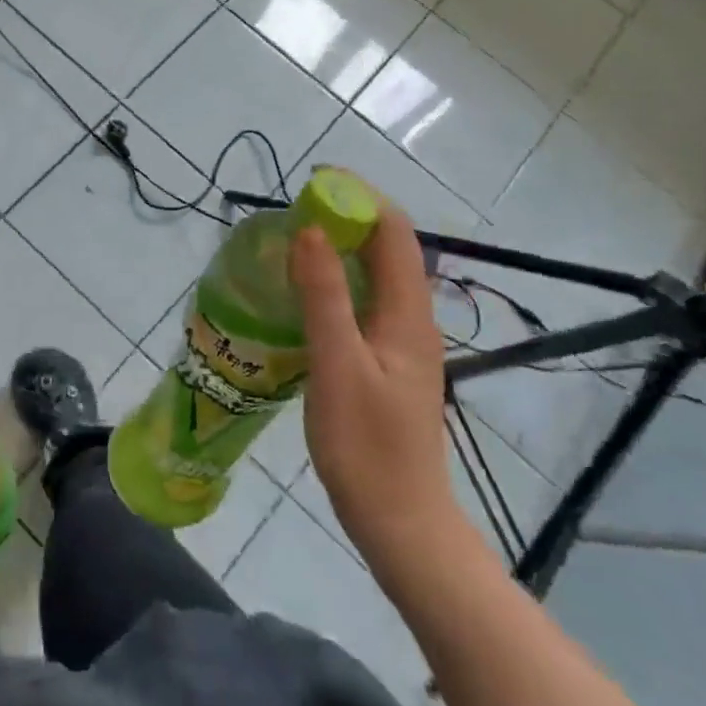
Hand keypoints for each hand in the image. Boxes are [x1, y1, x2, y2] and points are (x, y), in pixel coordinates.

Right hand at [292, 199, 464, 567]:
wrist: (400, 522)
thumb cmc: (366, 446)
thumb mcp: (337, 366)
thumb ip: (324, 297)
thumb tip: (309, 230)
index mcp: (408, 314)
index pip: (394, 232)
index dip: (359, 198)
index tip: (314, 183)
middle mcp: (412, 320)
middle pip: (387, 250)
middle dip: (346, 218)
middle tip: (293, 211)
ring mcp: (402, 344)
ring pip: (375, 277)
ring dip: (339, 249)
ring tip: (292, 242)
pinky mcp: (386, 364)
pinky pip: (364, 304)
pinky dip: (336, 283)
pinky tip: (303, 296)